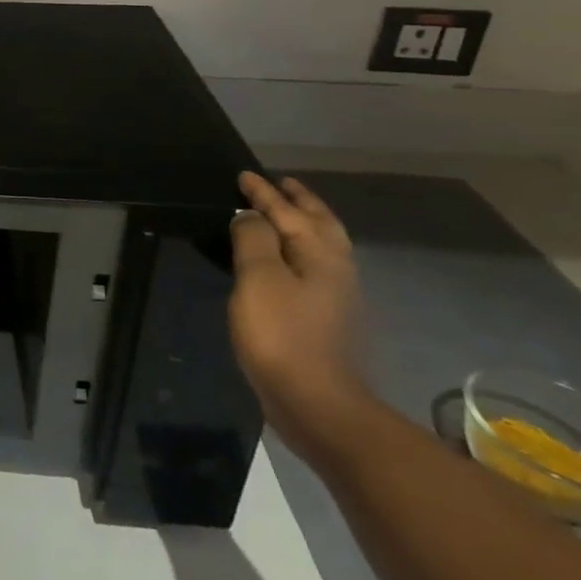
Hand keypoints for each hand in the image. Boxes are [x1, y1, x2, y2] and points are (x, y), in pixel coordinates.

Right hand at [229, 171, 370, 460]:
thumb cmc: (282, 335)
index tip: (244, 175)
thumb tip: (249, 215)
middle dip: (300, 202)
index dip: (263, 193)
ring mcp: (336, 296)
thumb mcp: (259, 279)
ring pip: (323, 246)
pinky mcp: (327, 319)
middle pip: (319, 224)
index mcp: (320, 254)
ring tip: (285, 214)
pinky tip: (288, 261)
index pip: (288, 211)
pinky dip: (301, 250)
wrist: (317, 404)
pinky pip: (315, 267)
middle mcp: (335, 269)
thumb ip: (254, 239)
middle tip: (281, 184)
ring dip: (305, 224)